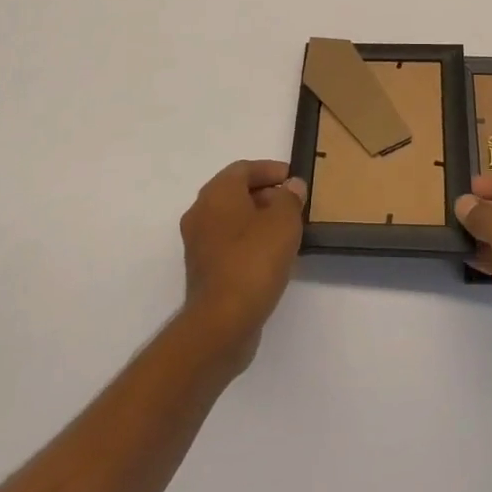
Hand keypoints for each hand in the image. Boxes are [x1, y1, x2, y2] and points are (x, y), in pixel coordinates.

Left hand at [179, 160, 306, 373]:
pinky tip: (271, 257)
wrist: (222, 322)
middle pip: (235, 193)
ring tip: (286, 231)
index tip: (293, 179)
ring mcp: (198, 244)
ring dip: (257, 220)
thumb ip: (290, 198)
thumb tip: (292, 186)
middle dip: (265, 195)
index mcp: (216, 193)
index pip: (243, 169)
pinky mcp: (202, 271)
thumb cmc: (254, 260)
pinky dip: (248, 242)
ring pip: (231, 220)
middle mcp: (201, 213)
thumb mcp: (283, 222)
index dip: (270, 170)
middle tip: (293, 204)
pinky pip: (228, 244)